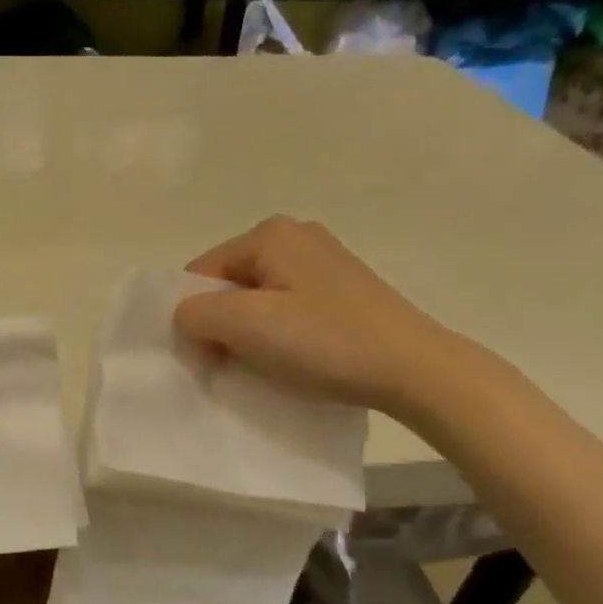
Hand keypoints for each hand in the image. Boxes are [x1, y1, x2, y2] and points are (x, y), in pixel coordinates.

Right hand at [175, 216, 461, 412]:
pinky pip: (287, 307)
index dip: (194, 317)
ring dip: (250, 333)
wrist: (415, 370)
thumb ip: (196, 314)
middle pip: (229, 284)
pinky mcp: (343, 289)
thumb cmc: (325, 341)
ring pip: (257, 298)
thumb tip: (187, 318)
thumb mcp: (246, 325)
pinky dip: (278, 333)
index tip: (209, 358)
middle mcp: (297, 235)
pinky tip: (294, 357)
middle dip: (222, 324)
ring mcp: (324, 261)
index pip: (200, 273)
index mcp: (270, 233)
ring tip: (267, 363)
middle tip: (235, 363)